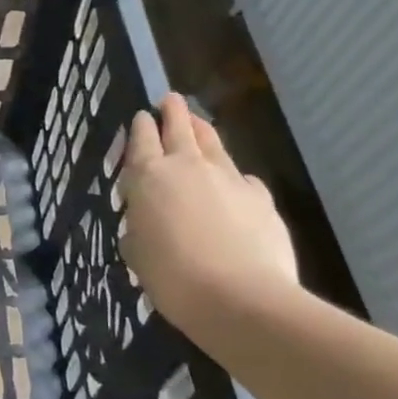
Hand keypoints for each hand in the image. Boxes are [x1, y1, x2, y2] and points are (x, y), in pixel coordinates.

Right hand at [120, 94, 298, 322]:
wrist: (240, 298)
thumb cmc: (171, 276)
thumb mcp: (136, 252)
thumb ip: (138, 227)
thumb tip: (146, 222)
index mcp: (149, 176)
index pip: (142, 138)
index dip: (141, 125)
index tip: (143, 115)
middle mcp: (187, 166)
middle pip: (180, 127)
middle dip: (174, 111)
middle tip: (171, 100)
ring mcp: (228, 179)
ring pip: (213, 144)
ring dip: (203, 132)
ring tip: (199, 124)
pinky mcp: (260, 198)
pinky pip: (242, 178)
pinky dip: (233, 177)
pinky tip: (233, 186)